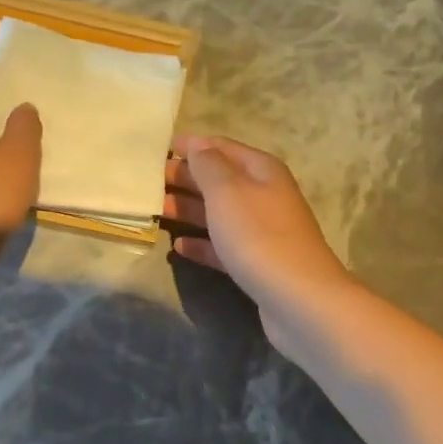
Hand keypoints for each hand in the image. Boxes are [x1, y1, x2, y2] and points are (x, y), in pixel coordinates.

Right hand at [164, 135, 355, 339]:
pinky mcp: (255, 263)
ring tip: (155, 211)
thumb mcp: (228, 191)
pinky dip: (201, 244)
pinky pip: (222, 246)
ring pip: (217, 214)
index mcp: (260, 170)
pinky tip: (178, 247)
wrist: (297, 297)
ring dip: (187, 210)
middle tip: (145, 182)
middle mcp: (263, 195)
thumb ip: (208, 165)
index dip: (190, 146)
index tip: (156, 149)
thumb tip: (197, 146)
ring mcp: (261, 231)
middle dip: (184, 178)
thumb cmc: (258, 235)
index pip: (221, 147)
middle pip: (218, 180)